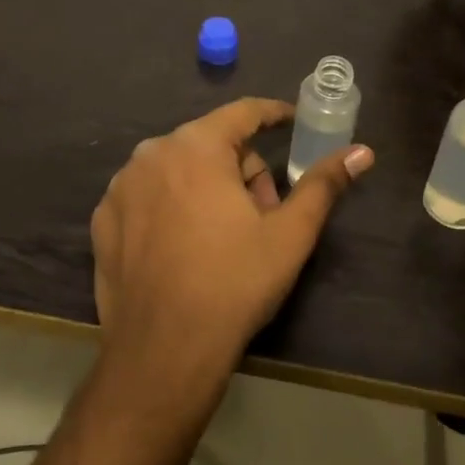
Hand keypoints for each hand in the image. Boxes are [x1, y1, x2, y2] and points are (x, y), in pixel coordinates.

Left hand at [90, 98, 373, 392]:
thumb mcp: (289, 234)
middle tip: (264, 216)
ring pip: (179, 169)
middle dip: (243, 170)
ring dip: (208, 188)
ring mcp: (121, 186)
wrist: (163, 351)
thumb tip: (361, 152)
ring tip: (226, 237)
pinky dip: (171, 207)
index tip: (293, 123)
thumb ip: (324, 185)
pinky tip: (184, 248)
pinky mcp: (103, 218)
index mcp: (196, 146)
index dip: (273, 115)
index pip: (243, 113)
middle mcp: (152, 153)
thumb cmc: (234, 284)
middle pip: (211, 144)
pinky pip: (148, 195)